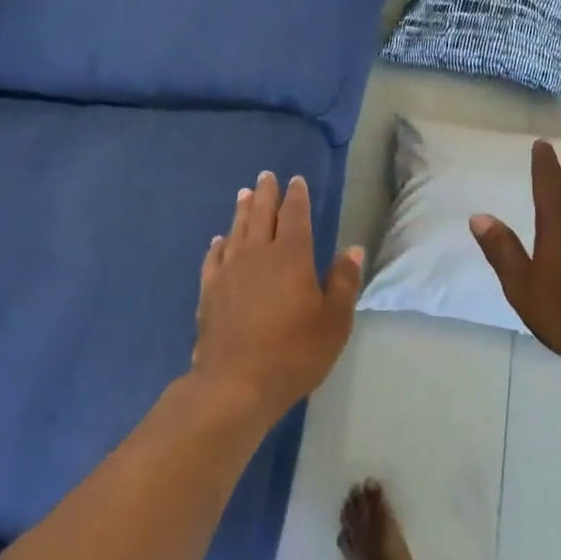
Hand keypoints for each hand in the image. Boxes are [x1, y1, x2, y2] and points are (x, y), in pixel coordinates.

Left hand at [193, 171, 362, 423]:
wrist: (236, 383)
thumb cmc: (294, 352)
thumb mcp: (334, 321)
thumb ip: (344, 281)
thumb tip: (351, 249)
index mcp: (291, 256)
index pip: (294, 215)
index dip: (296, 196)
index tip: (296, 180)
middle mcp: (257, 254)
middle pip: (261, 214)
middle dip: (265, 194)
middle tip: (266, 176)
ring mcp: (229, 271)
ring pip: (236, 230)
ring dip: (241, 210)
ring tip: (243, 194)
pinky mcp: (209, 291)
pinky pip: (214, 257)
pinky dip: (218, 244)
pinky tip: (219, 240)